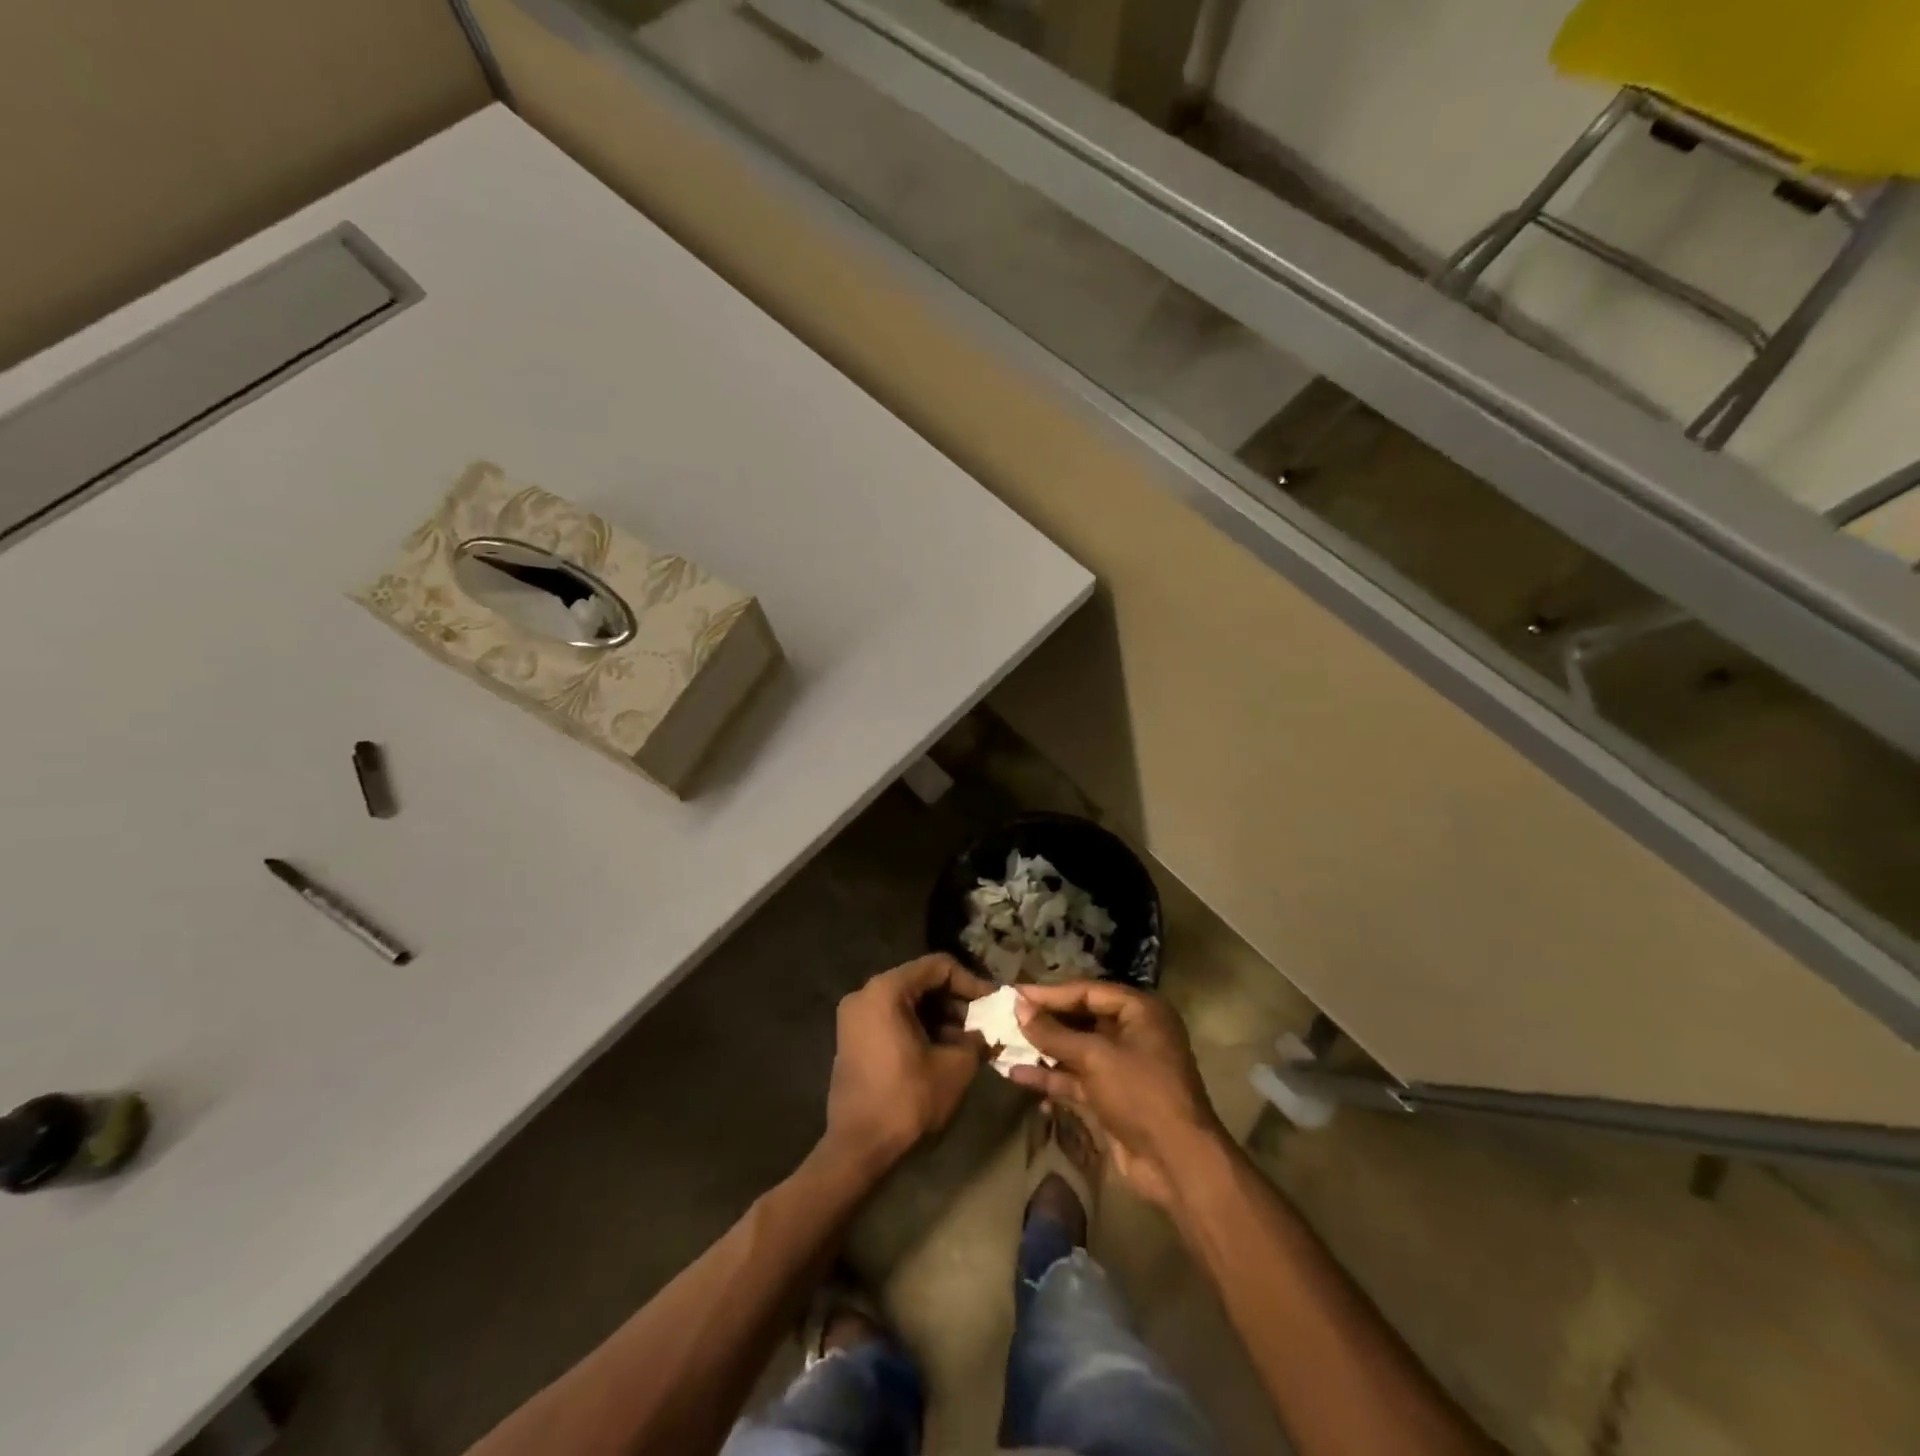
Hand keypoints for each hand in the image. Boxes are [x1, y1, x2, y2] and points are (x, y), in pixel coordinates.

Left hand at [823, 954, 993, 1174]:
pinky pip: (893, 1017)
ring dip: (940, 1015)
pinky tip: (943, 1048)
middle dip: (955, 1000)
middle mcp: (866, 993)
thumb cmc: (906, 1100)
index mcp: (886, 990)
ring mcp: (855, 1015)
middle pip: (921, 981)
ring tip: (968, 1039)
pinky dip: (919, 1026)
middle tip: (983, 1022)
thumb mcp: (954, 1067)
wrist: (857, 1147)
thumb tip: (987, 1032)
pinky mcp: (853, 1036)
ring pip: (908, 1000)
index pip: (938, 966)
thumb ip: (976, 1040)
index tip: (993, 1004)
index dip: (970, 982)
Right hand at [1010, 980, 1227, 1207]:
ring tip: (1004, 1044)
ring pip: (1076, 1049)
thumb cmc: (1140, 1093)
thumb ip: (1053, 1033)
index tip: (1014, 994)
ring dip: (1043, 1049)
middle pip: (1081, 1018)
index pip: (1087, 991)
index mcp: (1140, 1011)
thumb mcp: (1095, 1057)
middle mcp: (1133, 1032)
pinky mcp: (1112, 1096)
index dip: (1049, 993)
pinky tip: (1018, 1074)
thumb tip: (1018, 1006)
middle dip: (1044, 1021)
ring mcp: (1123, 1066)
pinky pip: (1077, 1077)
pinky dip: (1052, 1076)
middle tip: (1006, 1017)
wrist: (1177, 1163)